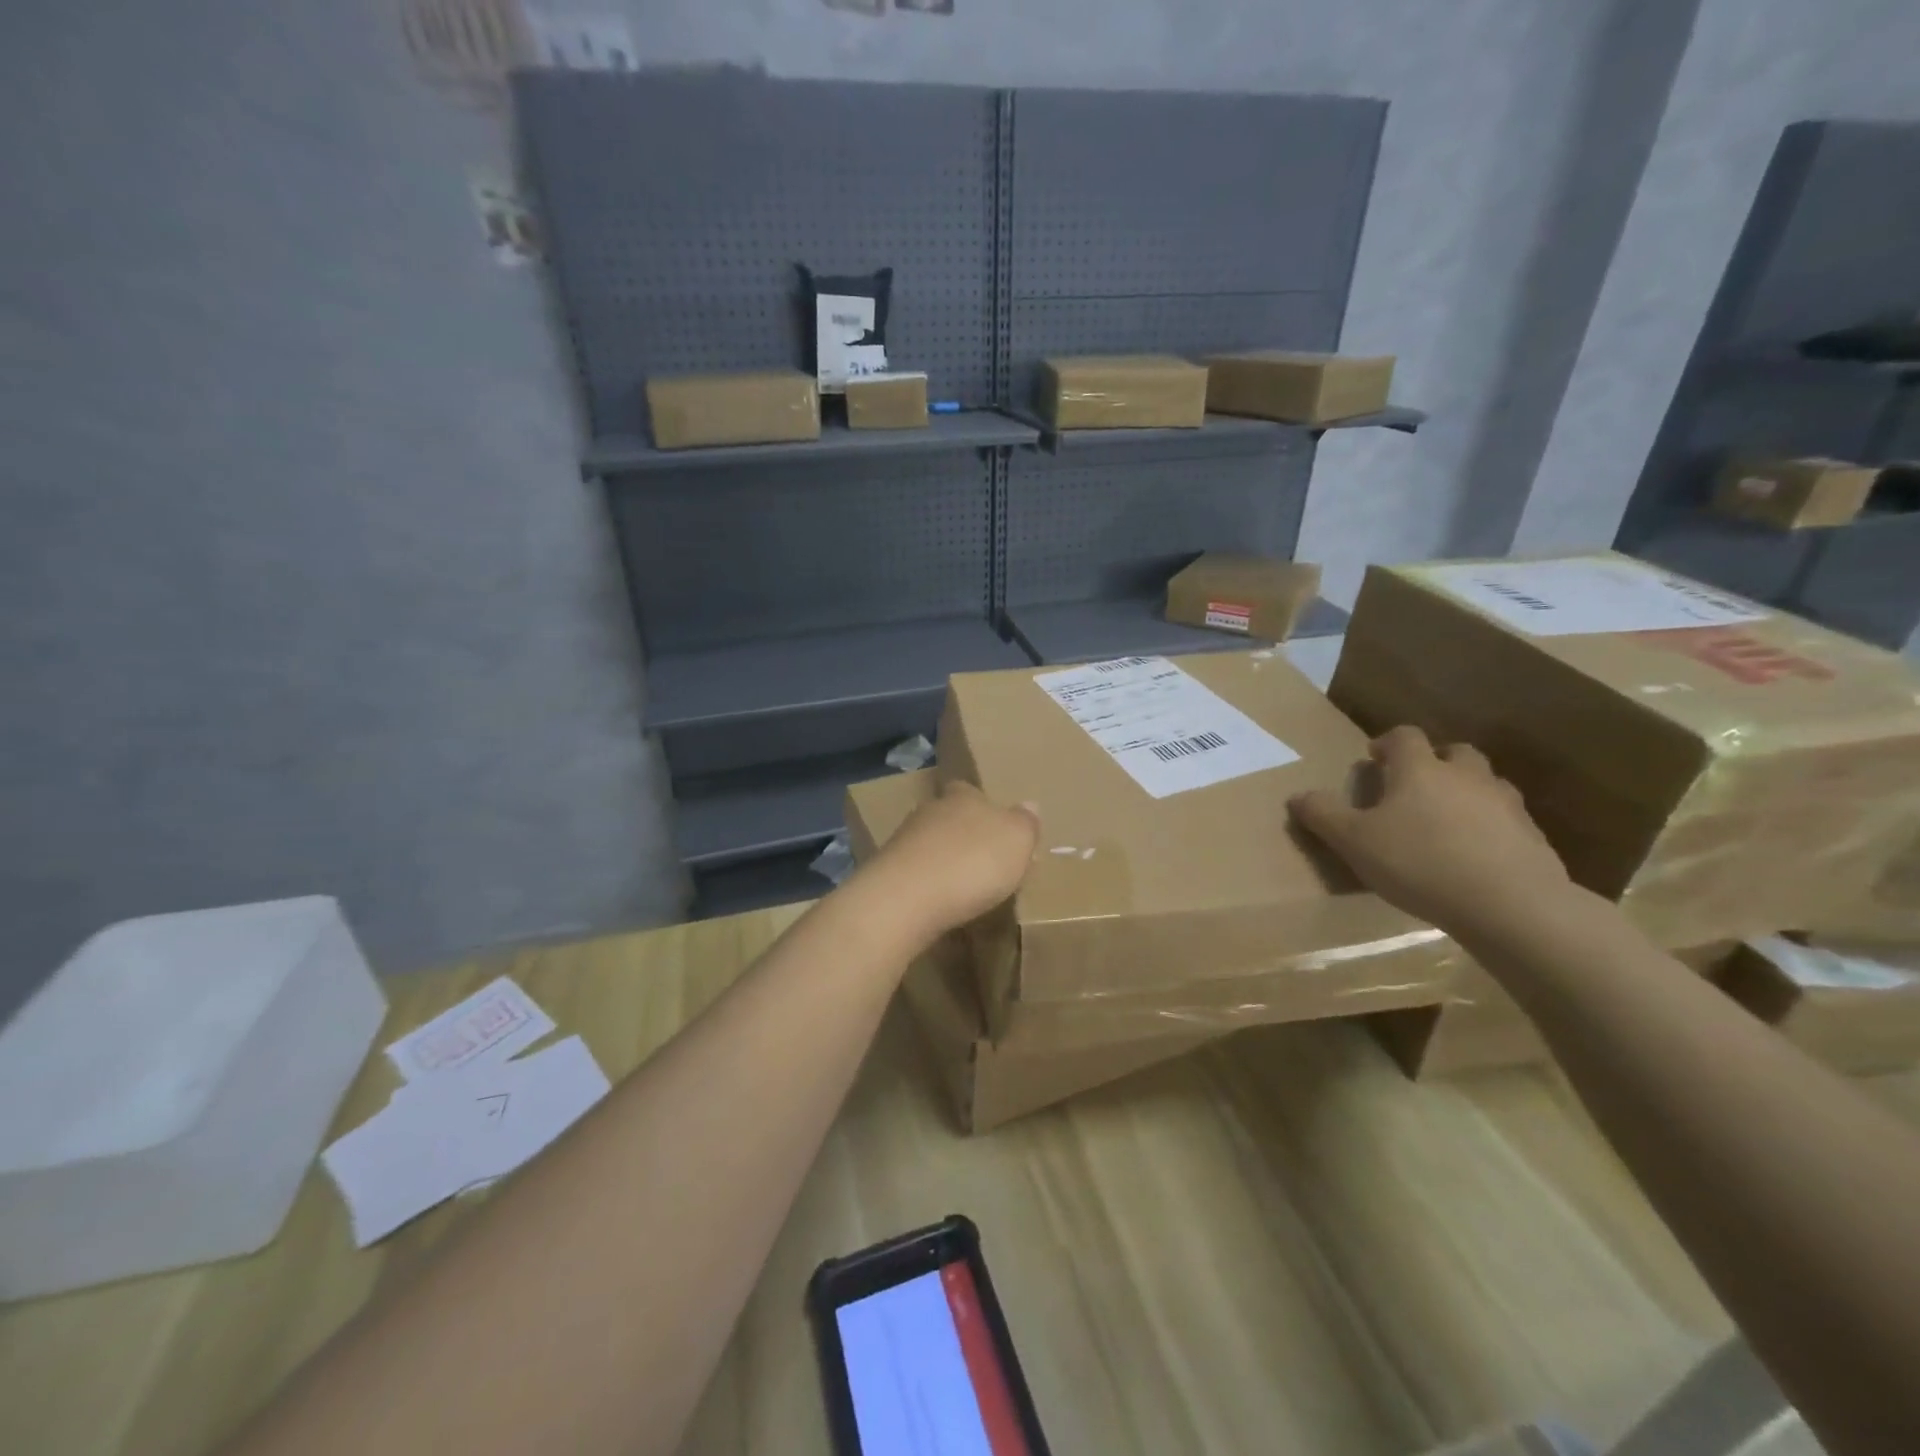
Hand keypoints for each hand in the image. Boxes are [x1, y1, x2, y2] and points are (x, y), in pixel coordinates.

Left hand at [859, 781, 1039, 939]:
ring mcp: (904, 840)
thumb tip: (1030, 805)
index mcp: (963, 796)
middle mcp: (930, 810)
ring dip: (945, 860)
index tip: (998, 828)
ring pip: (930, 844)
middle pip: (950, 817)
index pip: (971, 790)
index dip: (984, 806)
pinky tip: (939, 901)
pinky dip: (928, 883)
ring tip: (964, 886)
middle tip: (986, 861)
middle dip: (965, 835)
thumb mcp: (1017, 839)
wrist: (907, 897)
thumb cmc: (973, 861)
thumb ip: (1025, 823)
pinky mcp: (887, 872)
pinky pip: (916, 872)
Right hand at [1289, 725, 1569, 936]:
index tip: (1374, 760)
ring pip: (1485, 783)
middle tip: (1414, 788)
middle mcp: (1466, 775)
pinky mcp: (1532, 836)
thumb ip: (1323, 815)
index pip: (1404, 737)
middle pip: (1453, 753)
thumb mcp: (1354, 841)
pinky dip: (1490, 827)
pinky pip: (1506, 820)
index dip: (1387, 743)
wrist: (1510, 904)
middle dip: (1434, 763)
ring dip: (1465, 792)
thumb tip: (1297, 796)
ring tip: (1446, 821)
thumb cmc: (1419, 862)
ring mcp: (1505, 804)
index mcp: (1420, 769)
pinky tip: (1476, 855)